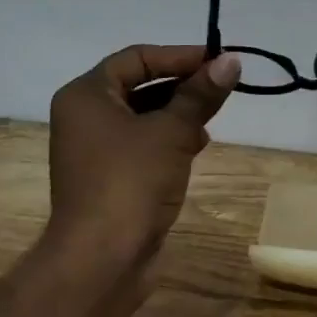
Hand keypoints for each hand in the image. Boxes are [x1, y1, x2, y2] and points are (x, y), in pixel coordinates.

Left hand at [43, 44, 240, 297]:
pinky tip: (198, 145)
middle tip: (222, 87)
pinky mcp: (110, 177)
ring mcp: (95, 149)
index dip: (180, 56)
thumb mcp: (173, 131)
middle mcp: (85, 117)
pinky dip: (170, 138)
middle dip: (182, 84)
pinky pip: (143, 144)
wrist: (102, 260)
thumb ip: (201, 94)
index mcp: (86, 95)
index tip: (219, 61)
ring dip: (179, 112)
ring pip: (144, 115)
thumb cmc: (131, 182)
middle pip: (140, 85)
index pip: (137, 58)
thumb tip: (231, 61)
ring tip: (213, 116)